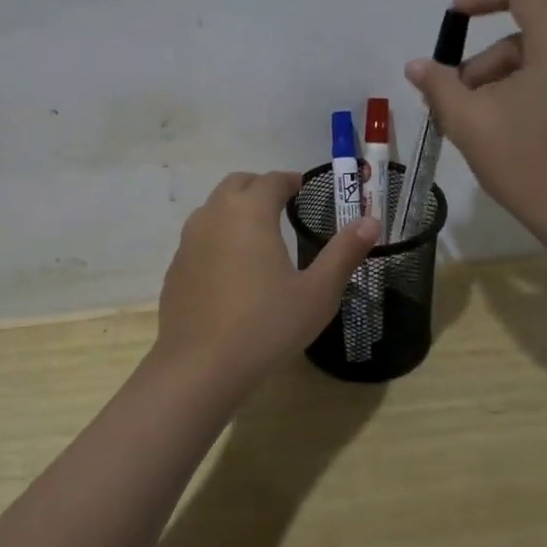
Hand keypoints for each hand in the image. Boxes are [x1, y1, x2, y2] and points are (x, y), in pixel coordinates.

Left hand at [154, 171, 379, 392]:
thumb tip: (370, 222)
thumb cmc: (266, 325)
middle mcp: (214, 215)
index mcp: (249, 212)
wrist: (199, 366)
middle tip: (282, 204)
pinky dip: (218, 236)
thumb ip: (344, 253)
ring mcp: (189, 240)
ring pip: (214, 208)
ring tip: (258, 233)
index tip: (303, 187)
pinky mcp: (176, 267)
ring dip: (235, 209)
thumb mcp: (317, 293)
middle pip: (237, 184)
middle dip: (260, 187)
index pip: (271, 180)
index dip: (289, 180)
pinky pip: (200, 237)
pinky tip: (231, 268)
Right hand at [405, 0, 546, 239]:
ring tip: (474, 126)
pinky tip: (502, 132)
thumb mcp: (469, 122)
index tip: (454, 19)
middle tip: (453, 106)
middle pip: (521, 36)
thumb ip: (439, 85)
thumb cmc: (527, 163)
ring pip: (534, 61)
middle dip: (482, 65)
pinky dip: (521, 93)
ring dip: (498, 83)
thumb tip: (418, 65)